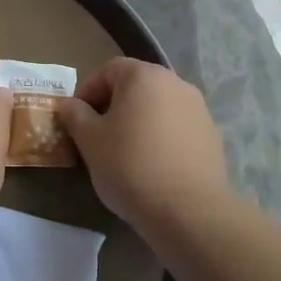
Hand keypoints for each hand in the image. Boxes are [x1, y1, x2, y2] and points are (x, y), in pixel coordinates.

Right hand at [57, 59, 228, 228]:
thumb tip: (69, 104)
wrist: (189, 210)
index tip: (77, 119)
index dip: (88, 91)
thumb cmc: (130, 166)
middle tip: (97, 136)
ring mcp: (198, 109)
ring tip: (125, 153)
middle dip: (113, 106)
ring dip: (138, 122)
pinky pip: (176, 128)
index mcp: (144, 76)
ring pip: (158, 107)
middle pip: (136, 86)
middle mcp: (176, 83)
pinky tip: (153, 167)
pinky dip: (161, 138)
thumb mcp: (90, 140)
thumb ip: (75, 115)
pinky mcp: (211, 136)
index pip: (109, 70)